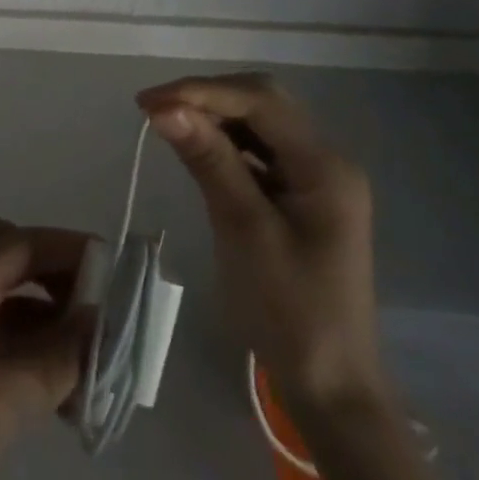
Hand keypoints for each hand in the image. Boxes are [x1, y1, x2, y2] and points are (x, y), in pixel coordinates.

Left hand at [0, 220, 95, 479]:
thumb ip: (49, 359)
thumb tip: (101, 321)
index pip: (20, 241)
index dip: (71, 248)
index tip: (126, 276)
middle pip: (14, 263)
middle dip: (64, 281)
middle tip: (110, 323)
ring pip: (10, 308)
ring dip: (54, 326)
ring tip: (99, 374)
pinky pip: (0, 348)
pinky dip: (36, 360)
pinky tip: (64, 399)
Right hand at [138, 74, 385, 418]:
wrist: (330, 387)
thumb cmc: (290, 311)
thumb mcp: (243, 229)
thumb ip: (208, 160)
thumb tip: (163, 108)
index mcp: (324, 166)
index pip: (260, 101)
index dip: (202, 92)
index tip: (148, 103)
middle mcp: (326, 160)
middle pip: (263, 101)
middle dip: (208, 97)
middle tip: (155, 110)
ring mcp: (315, 177)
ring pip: (259, 121)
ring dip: (213, 115)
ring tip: (166, 123)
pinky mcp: (300, 194)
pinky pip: (258, 149)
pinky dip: (224, 141)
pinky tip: (196, 147)